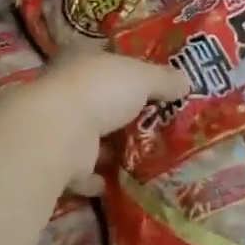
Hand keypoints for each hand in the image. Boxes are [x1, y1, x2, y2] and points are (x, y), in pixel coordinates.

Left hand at [32, 50, 188, 194]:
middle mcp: (66, 92)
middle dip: (119, 113)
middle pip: (98, 101)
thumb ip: (164, 79)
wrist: (60, 133)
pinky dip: (95, 178)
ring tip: (141, 156)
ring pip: (89, 136)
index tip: (147, 86)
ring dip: (108, 147)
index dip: (125, 71)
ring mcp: (59, 127)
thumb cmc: (101, 91)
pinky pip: (81, 172)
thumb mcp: (142, 77)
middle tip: (151, 124)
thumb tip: (186, 81)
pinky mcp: (59, 161)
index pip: (104, 62)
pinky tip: (115, 182)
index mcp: (81, 61)